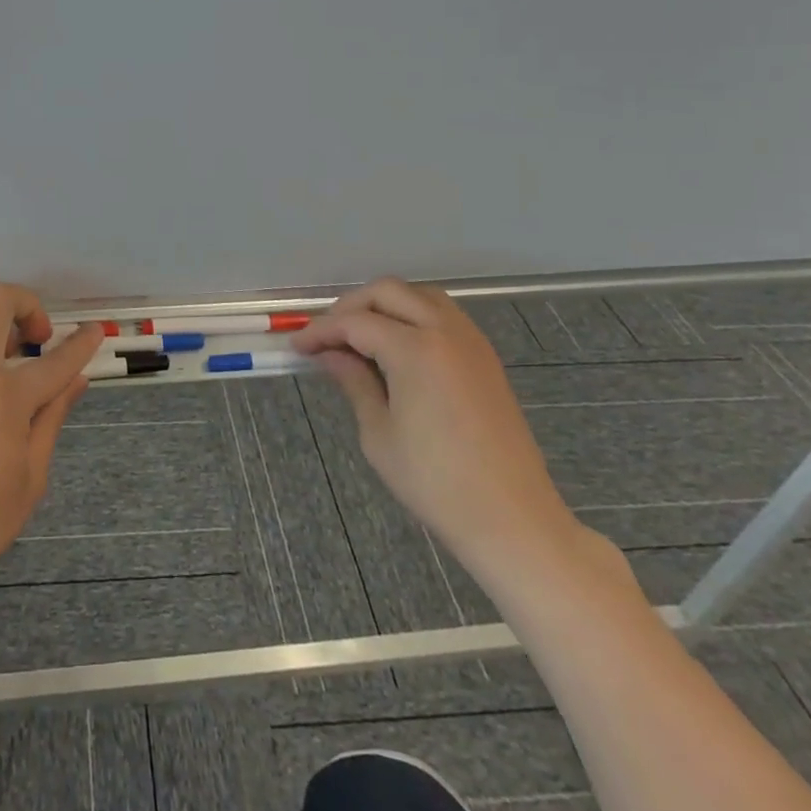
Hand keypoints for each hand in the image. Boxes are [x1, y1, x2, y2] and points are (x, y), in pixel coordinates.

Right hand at [293, 279, 580, 585]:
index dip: (321, 331)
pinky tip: (398, 347)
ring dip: (385, 305)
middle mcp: (444, 331)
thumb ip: (354, 382)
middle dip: (351, 307)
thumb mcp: (379, 434)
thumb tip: (330, 355)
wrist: (512, 519)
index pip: (354, 322)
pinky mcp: (485, 357)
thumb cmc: (435, 482)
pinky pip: (443, 314)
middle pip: (388, 292)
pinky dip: (413, 316)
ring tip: (361, 337)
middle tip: (328, 337)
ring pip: (419, 296)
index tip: (297, 346)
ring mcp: (470, 341)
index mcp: (414, 349)